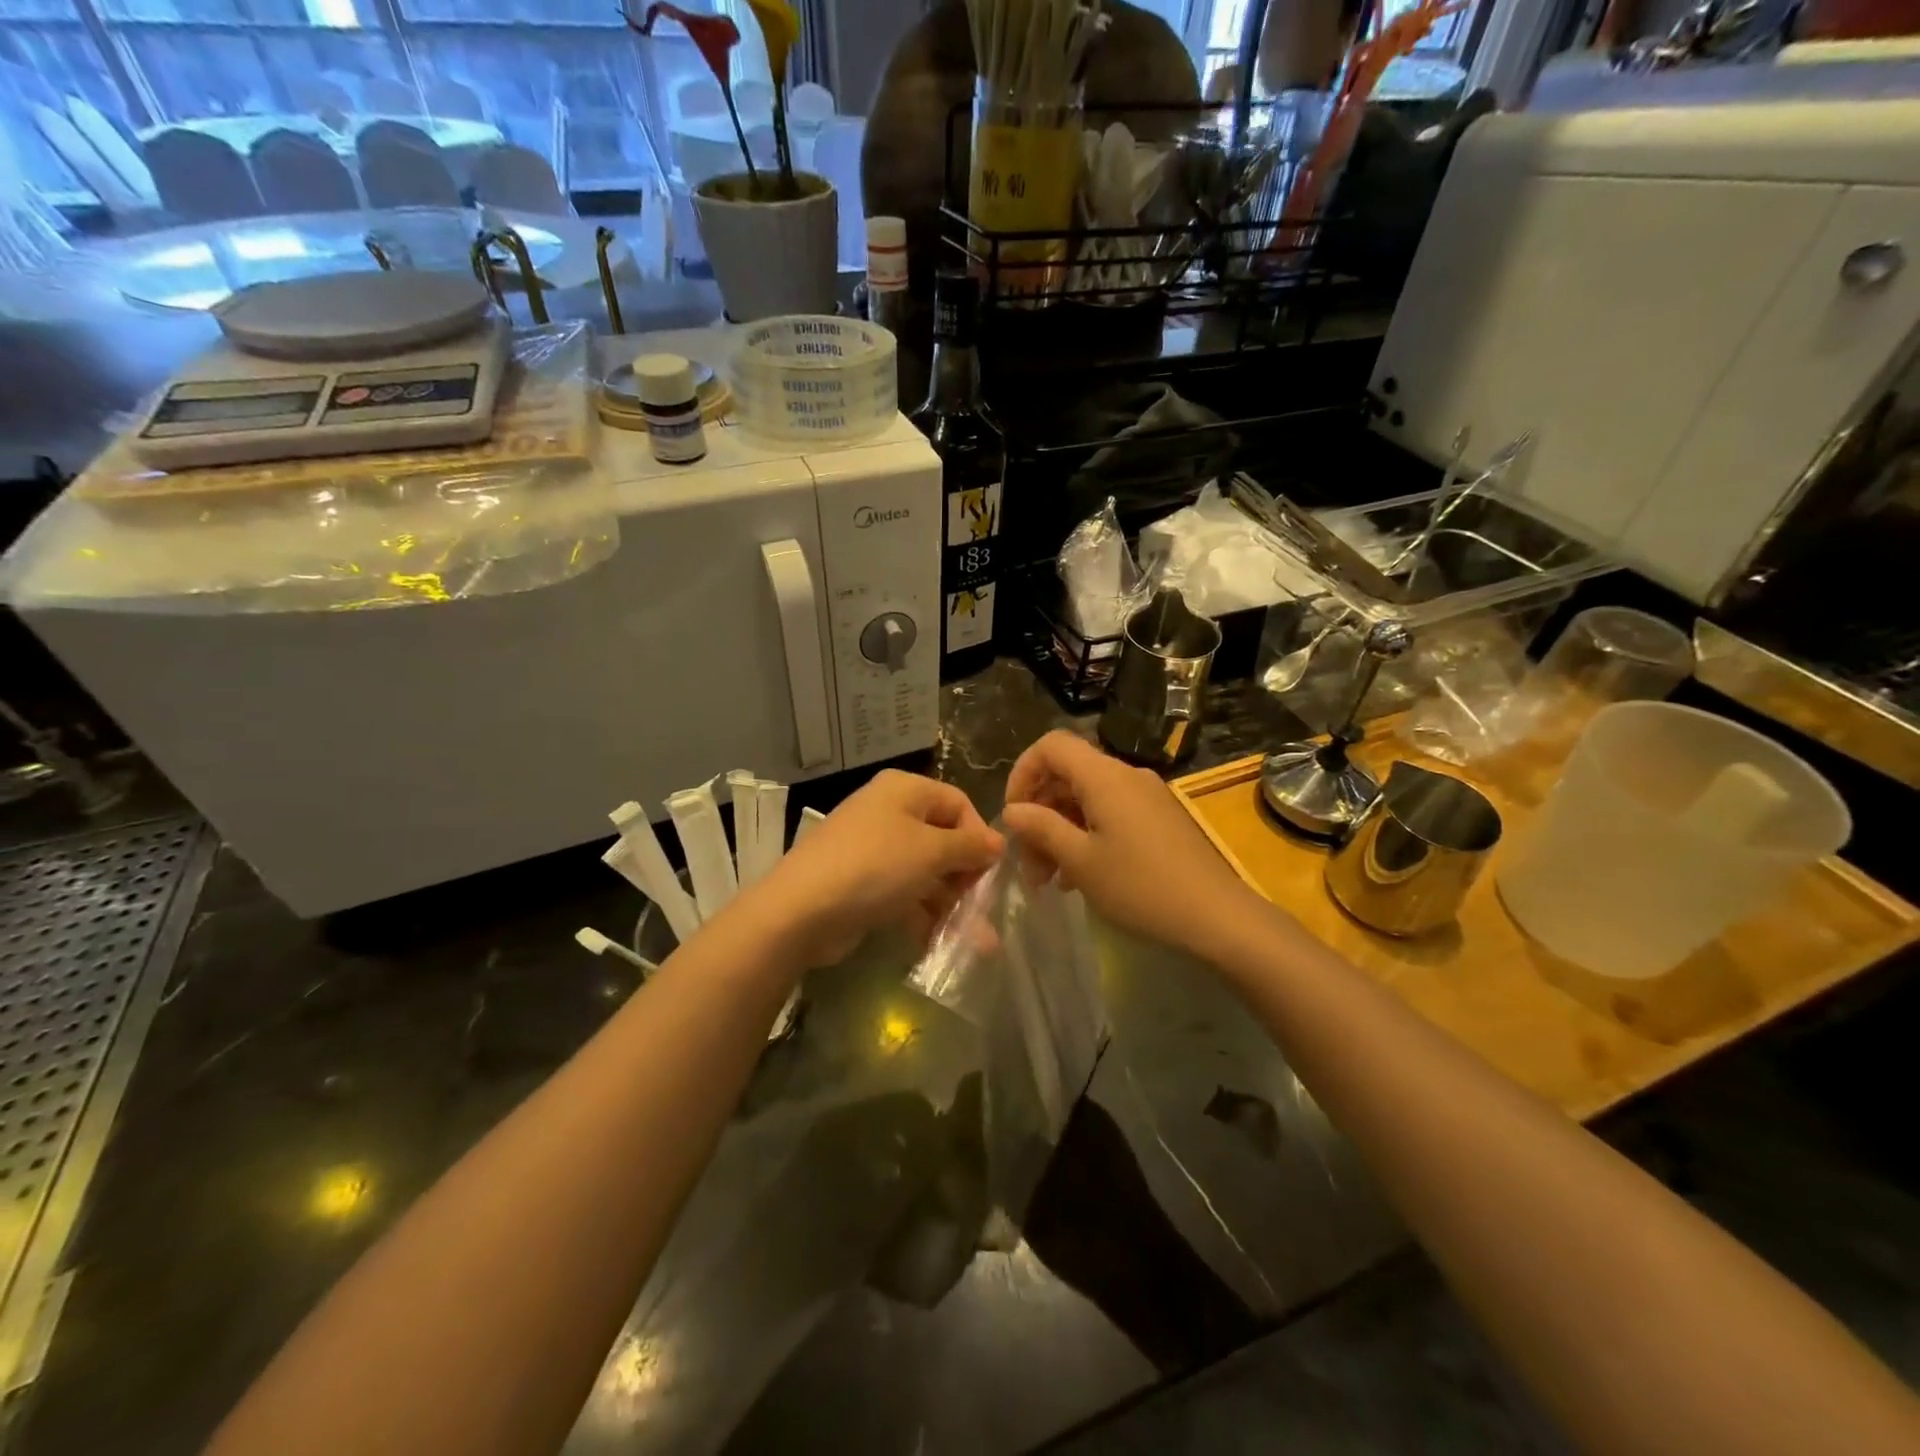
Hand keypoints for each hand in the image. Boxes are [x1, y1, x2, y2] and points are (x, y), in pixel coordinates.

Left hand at [746, 770, 1004, 968]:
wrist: (801, 910)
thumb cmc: (876, 867)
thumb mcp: (932, 851)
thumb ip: (970, 846)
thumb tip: (998, 842)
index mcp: (905, 791)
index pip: (958, 803)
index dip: (979, 836)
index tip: (992, 872)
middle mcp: (889, 813)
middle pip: (942, 840)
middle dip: (967, 878)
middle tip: (982, 910)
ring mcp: (873, 850)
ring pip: (925, 873)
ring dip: (951, 905)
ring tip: (977, 944)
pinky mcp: (862, 884)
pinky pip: (903, 895)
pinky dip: (923, 916)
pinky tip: (941, 945)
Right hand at [1001, 731, 1259, 958]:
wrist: (1218, 917)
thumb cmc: (1141, 887)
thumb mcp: (1081, 861)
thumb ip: (1042, 828)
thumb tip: (1012, 810)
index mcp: (1104, 776)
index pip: (1051, 746)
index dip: (1023, 772)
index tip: (1013, 814)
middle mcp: (1126, 776)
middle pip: (1067, 776)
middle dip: (1039, 814)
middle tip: (1028, 864)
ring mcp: (1146, 797)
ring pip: (1087, 799)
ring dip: (1060, 832)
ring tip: (1048, 880)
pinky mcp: (1158, 819)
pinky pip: (1110, 814)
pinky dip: (1086, 836)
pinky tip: (1078, 877)